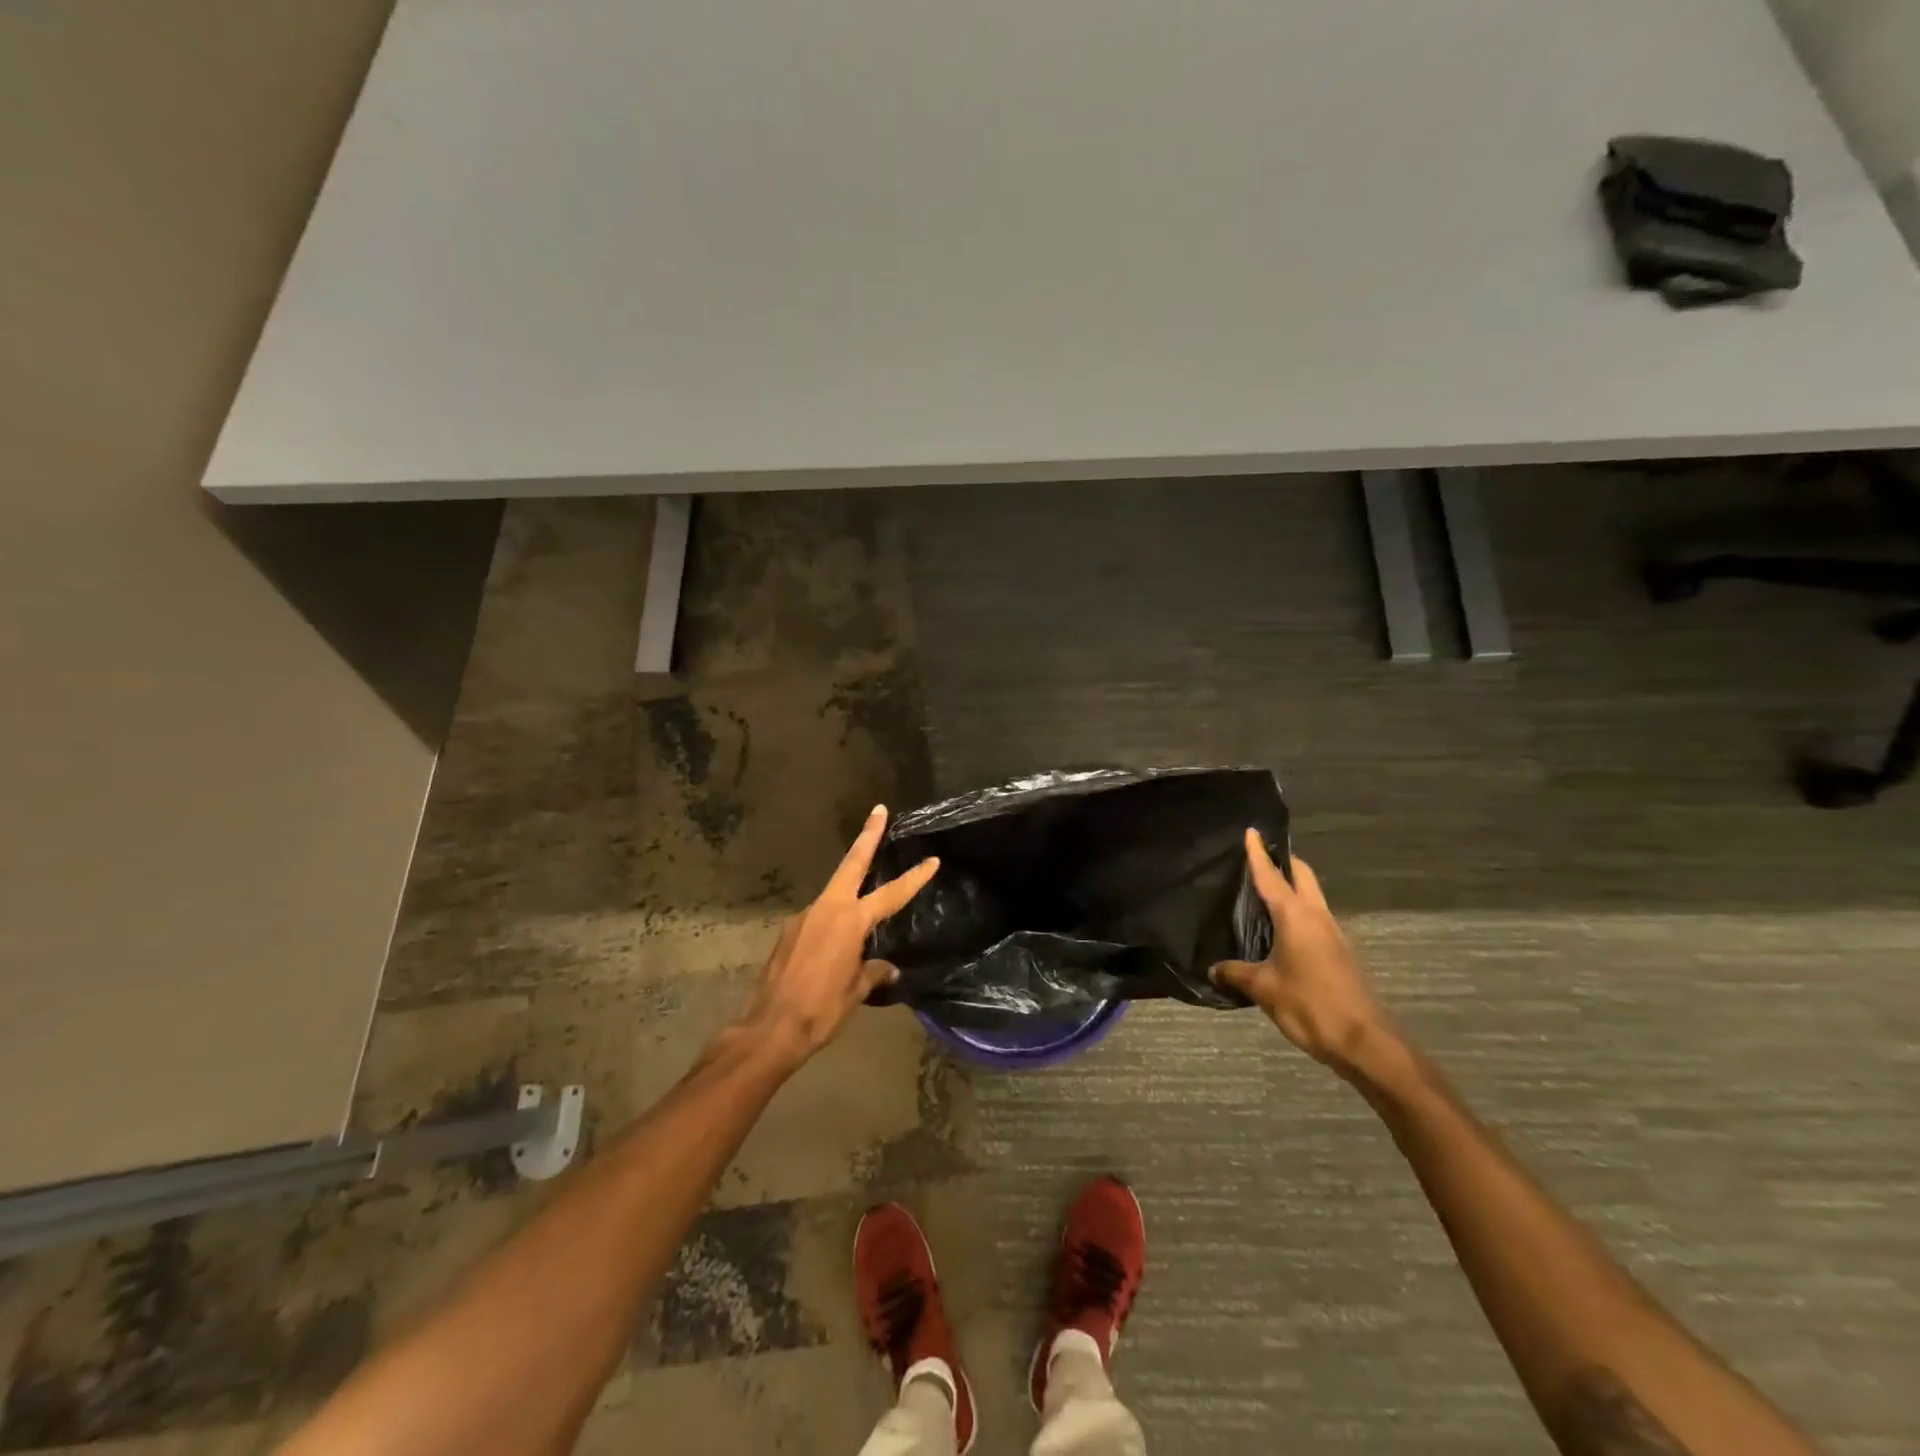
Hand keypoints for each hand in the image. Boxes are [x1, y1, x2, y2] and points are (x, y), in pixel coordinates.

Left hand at [735, 805, 938, 1063]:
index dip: (914, 878)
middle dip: (867, 836)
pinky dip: (830, 924)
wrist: (770, 1028)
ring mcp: (803, 917)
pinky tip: (831, 948)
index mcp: (850, 921)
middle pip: (851, 864)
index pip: (891, 894)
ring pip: (833, 895)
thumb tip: (888, 969)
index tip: (932, 860)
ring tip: (860, 919)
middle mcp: (826, 909)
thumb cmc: (821, 1009)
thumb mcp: (856, 991)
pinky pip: (817, 919)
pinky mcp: (788, 932)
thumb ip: (874, 972)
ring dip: (848, 893)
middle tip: (878, 811)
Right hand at [1211, 832, 1389, 1071]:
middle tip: (1259, 859)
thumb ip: (1237, 973)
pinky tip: (1281, 931)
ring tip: (1264, 894)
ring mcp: (1333, 935)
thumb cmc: (1310, 1005)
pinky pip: (1316, 920)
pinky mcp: (1340, 954)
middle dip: (1284, 863)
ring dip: (1293, 889)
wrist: (1365, 1042)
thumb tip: (1214, 968)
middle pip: (1303, 877)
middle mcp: (1317, 917)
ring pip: (1312, 898)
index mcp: (1296, 917)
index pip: (1271, 876)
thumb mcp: (1264, 989)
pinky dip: (1298, 914)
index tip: (1251, 830)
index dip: (1258, 854)